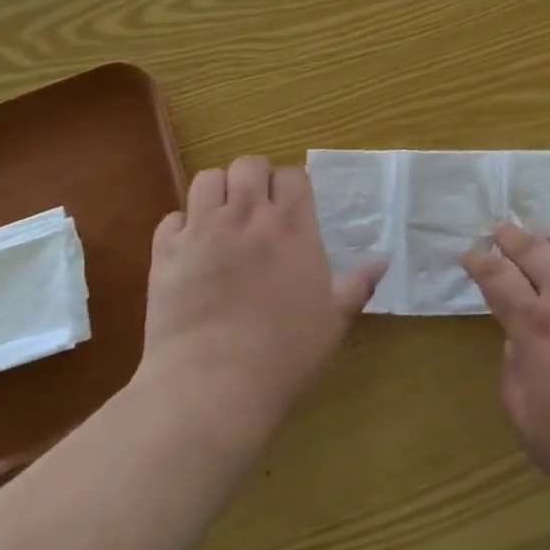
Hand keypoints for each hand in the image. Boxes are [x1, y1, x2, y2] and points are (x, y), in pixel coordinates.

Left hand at [136, 156, 383, 434]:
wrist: (213, 385)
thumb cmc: (283, 353)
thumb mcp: (333, 320)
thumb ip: (357, 284)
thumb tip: (383, 259)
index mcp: (292, 225)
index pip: (293, 175)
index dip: (291, 185)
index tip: (291, 205)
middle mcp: (248, 215)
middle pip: (248, 164)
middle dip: (253, 178)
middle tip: (256, 207)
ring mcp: (203, 230)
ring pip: (207, 179)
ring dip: (217, 192)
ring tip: (221, 218)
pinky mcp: (165, 252)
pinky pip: (170, 218)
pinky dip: (180, 227)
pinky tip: (189, 250)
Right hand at [463, 225, 549, 515]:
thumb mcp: (531, 427)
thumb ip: (513, 376)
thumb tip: (515, 340)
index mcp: (537, 326)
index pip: (497, 278)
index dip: (479, 262)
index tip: (470, 254)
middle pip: (533, 250)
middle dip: (510, 237)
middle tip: (500, 230)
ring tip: (547, 238)